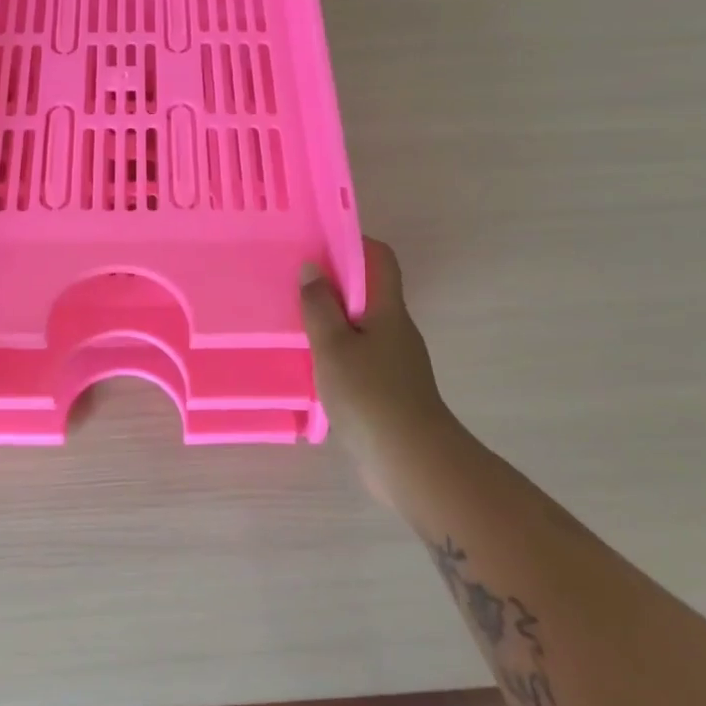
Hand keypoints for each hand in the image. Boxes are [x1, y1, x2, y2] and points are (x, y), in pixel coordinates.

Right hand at [301, 238, 462, 493]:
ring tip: (295, 322)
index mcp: (388, 309)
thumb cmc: (369, 394)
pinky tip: (313, 365)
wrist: (411, 461)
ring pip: (362, 325)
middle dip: (334, 282)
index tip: (316, 244)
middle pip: (369, 291)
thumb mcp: (333, 345)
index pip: (380, 259)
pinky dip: (337, 351)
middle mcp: (397, 329)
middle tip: (294, 283)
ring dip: (333, 319)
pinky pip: (360, 355)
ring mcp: (396, 361)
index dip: (353, 243)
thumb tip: (313, 267)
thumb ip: (319, 306)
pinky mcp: (389, 389)